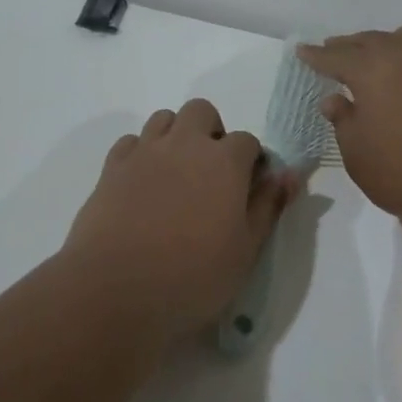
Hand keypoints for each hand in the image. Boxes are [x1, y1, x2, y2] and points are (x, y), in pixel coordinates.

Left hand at [64, 98, 298, 341]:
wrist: (115, 289)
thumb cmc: (192, 276)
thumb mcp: (245, 250)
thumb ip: (267, 206)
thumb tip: (289, 175)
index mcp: (224, 161)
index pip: (247, 141)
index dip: (251, 161)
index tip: (248, 188)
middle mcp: (184, 144)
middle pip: (202, 112)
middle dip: (212, 132)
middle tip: (212, 172)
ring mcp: (144, 152)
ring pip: (164, 119)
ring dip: (176, 136)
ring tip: (177, 174)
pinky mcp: (112, 168)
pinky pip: (131, 142)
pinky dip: (141, 153)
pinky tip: (143, 183)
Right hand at [298, 21, 401, 238]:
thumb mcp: (359, 154)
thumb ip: (344, 121)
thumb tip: (335, 99)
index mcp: (373, 69)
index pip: (335, 56)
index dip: (317, 56)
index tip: (303, 51)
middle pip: (372, 40)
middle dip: (350, 45)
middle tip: (336, 51)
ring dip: (392, 41)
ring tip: (384, 56)